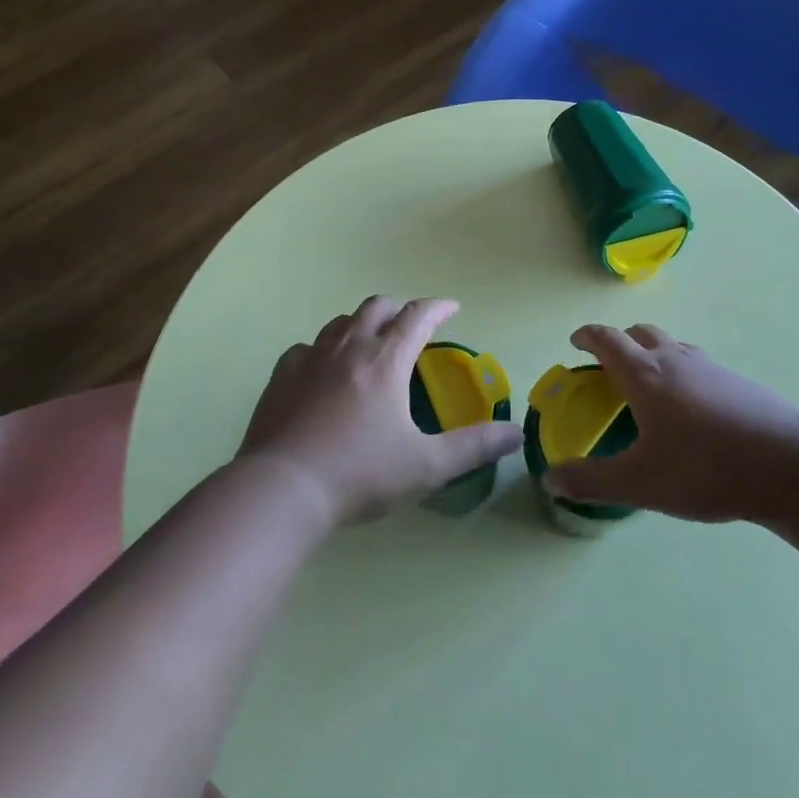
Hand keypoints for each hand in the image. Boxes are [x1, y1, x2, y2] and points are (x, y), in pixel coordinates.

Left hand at [238, 296, 522, 525]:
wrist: (282, 489)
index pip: (417, 316)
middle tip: (414, 322)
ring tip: (372, 340)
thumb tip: (516, 434)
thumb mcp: (427, 465)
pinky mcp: (281, 376)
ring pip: (341, 322)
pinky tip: (323, 367)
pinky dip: (323, 348)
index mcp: (386, 360)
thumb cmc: (360, 473)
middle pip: (377, 308)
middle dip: (401, 308)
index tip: (452, 307)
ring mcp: (310, 359)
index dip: (438, 307)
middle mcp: (349, 347)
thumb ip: (474, 447)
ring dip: (363, 323)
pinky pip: (306, 348)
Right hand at [544, 324, 798, 522]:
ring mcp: (710, 367)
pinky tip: (691, 411)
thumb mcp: (640, 483)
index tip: (575, 342)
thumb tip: (550, 479)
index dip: (587, 337)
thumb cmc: (705, 468)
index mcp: (645, 374)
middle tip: (609, 367)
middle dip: (620, 342)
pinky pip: (698, 365)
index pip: (607, 339)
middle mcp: (675, 359)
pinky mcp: (738, 382)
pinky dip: (681, 372)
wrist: (788, 465)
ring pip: (672, 346)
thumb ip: (591, 481)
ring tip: (650, 388)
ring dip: (653, 354)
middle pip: (641, 333)